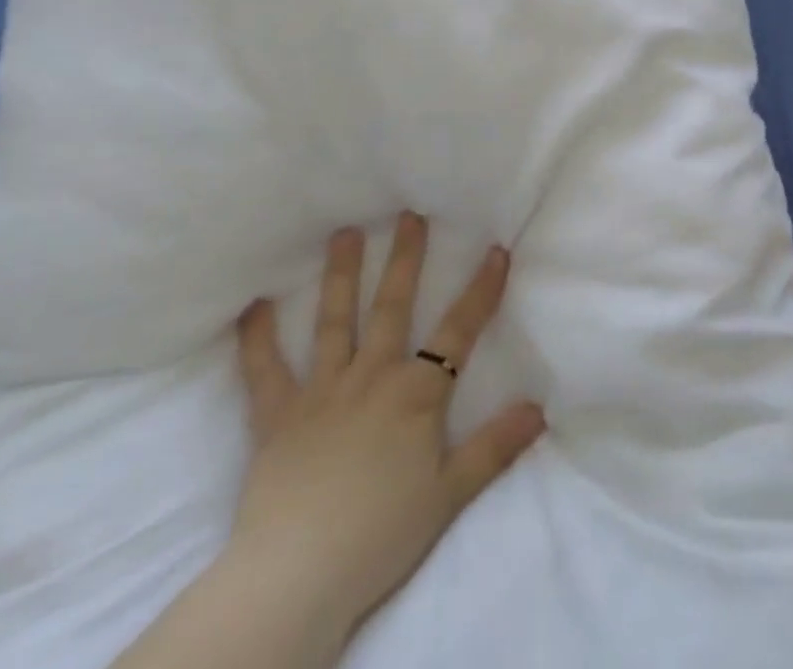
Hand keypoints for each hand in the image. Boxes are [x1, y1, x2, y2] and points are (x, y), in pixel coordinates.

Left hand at [228, 217, 545, 637]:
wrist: (297, 577)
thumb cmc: (381, 534)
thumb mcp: (450, 493)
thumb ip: (495, 446)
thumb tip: (540, 408)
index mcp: (416, 393)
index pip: (460, 329)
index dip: (482, 288)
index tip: (496, 249)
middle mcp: (372, 376)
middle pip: (392, 306)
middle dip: (405, 258)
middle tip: (408, 215)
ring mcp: (322, 391)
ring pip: (334, 322)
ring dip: (340, 276)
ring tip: (343, 234)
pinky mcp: (277, 417)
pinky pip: (264, 372)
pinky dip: (257, 339)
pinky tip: (253, 306)